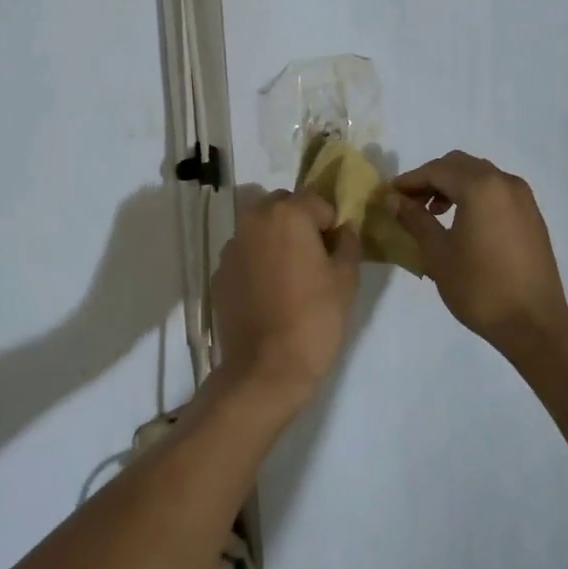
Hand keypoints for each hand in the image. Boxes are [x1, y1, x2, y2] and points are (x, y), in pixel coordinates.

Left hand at [212, 190, 361, 410]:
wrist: (267, 368)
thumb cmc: (315, 318)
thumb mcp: (346, 279)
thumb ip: (348, 243)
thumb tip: (344, 229)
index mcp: (287, 214)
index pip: (316, 201)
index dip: (330, 223)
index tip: (336, 250)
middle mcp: (253, 221)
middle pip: (282, 207)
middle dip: (298, 222)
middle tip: (313, 258)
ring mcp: (231, 248)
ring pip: (259, 230)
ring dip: (274, 241)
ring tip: (289, 278)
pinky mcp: (219, 274)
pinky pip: (244, 256)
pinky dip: (256, 264)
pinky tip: (268, 295)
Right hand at [387, 151, 567, 352]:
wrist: (533, 324)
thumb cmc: (479, 288)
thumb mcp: (438, 253)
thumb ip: (415, 219)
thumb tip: (393, 199)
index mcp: (481, 187)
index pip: (437, 170)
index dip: (410, 180)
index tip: (390, 195)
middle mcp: (505, 182)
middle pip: (460, 165)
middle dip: (432, 179)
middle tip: (410, 203)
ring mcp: (524, 198)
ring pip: (480, 176)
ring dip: (454, 186)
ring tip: (435, 214)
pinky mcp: (532, 216)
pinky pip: (497, 192)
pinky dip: (475, 196)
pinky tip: (463, 223)